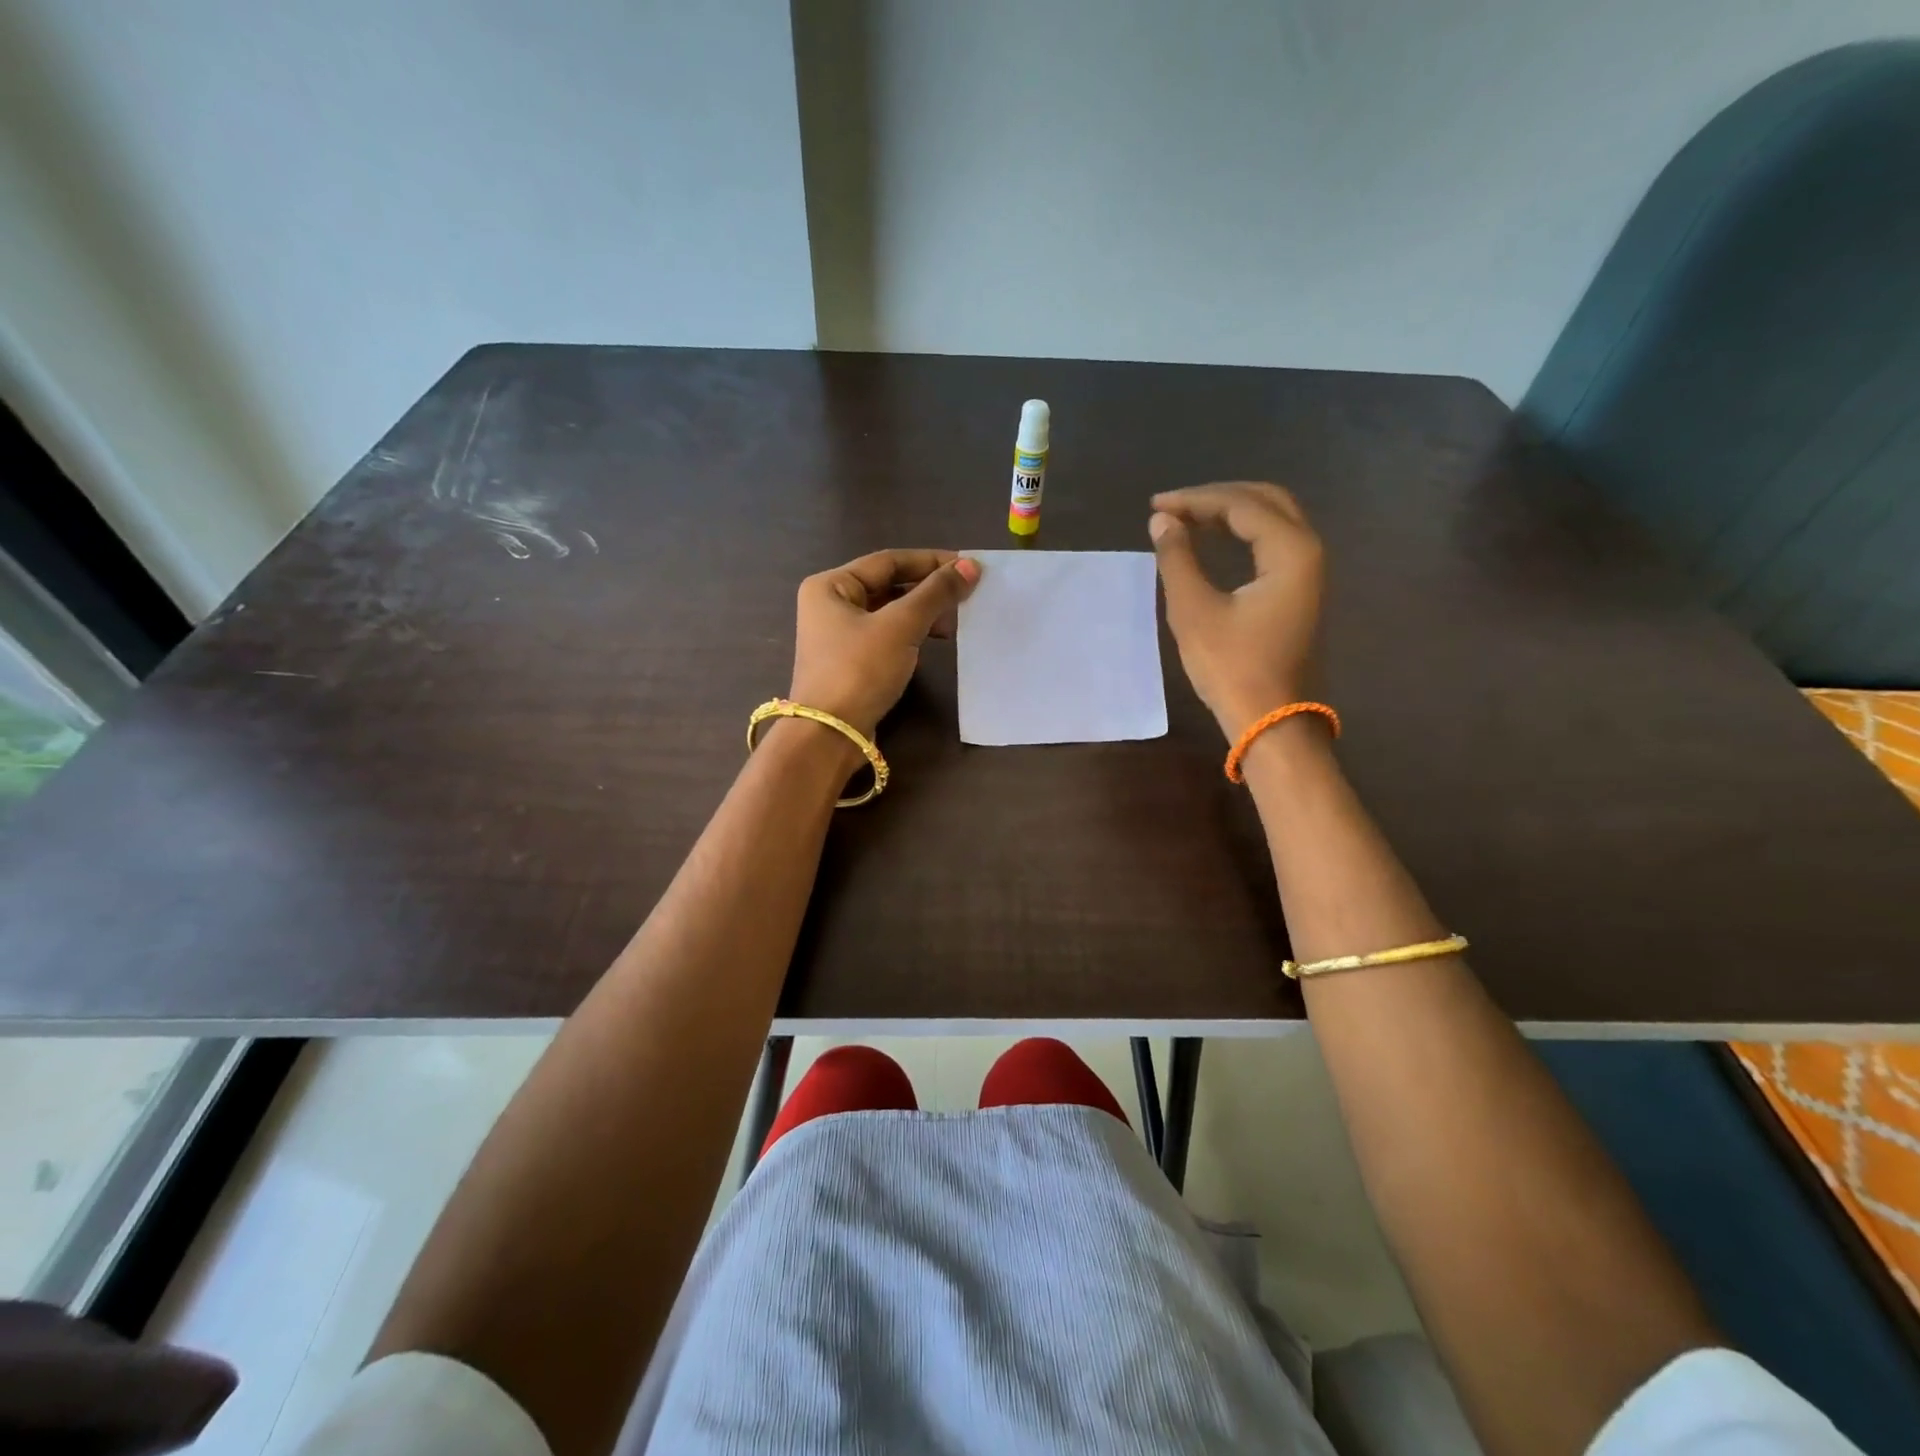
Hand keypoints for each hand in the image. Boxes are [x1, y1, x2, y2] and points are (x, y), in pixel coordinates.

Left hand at [790, 549, 980, 737]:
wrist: (830, 735)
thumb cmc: (860, 670)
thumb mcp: (901, 626)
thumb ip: (936, 593)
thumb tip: (971, 566)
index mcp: (831, 585)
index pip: (888, 561)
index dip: (931, 561)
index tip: (969, 566)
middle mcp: (830, 605)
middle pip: (889, 586)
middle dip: (929, 589)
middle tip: (967, 594)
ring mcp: (838, 636)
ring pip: (890, 612)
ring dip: (924, 613)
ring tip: (957, 621)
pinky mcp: (851, 663)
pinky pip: (887, 636)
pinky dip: (912, 634)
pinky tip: (936, 641)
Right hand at [1149, 482, 1325, 739]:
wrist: (1272, 722)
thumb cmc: (1233, 668)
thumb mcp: (1194, 611)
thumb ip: (1177, 559)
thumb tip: (1162, 521)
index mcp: (1291, 551)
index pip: (1240, 505)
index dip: (1195, 500)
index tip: (1156, 506)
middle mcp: (1310, 552)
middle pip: (1266, 501)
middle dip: (1218, 497)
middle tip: (1174, 506)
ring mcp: (1311, 573)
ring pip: (1274, 520)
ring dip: (1232, 513)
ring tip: (1189, 519)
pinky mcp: (1303, 592)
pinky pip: (1276, 543)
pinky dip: (1245, 534)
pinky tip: (1217, 541)